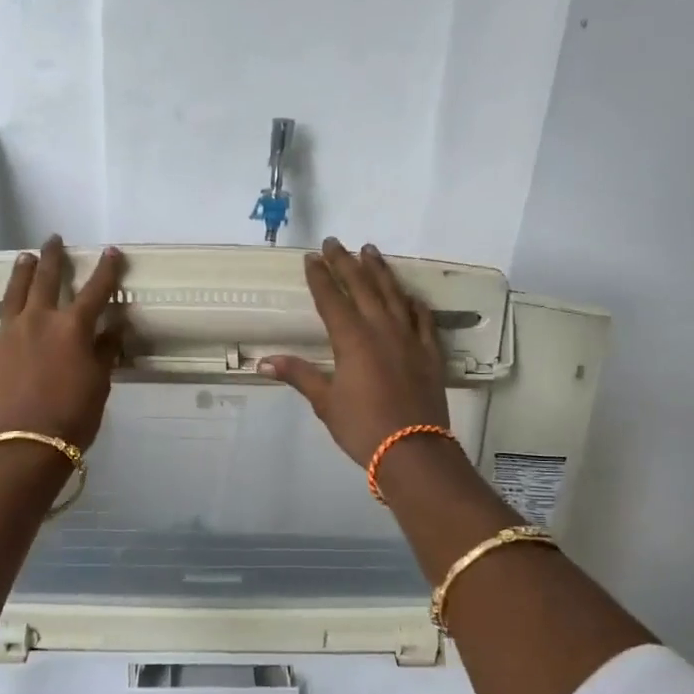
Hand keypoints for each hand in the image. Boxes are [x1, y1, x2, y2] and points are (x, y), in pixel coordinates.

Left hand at [0, 238, 126, 446]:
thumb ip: (104, 352)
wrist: (24, 444)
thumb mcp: (99, 385)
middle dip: (51, 257)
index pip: (95, 290)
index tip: (112, 252)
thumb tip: (112, 329)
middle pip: (45, 280)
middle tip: (53, 239)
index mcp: (72, 327)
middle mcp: (38, 321)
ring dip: (20, 275)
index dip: (105, 270)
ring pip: (12, 296)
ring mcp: (6, 335)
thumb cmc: (72, 416)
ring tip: (24, 258)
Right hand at [261, 238, 448, 465]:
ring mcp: (409, 338)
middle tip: (335, 242)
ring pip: (393, 294)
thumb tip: (264, 362)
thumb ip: (299, 375)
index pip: (331, 298)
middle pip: (362, 287)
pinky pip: (422, 317)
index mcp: (351, 339)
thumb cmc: (362, 427)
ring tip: (370, 250)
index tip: (311, 257)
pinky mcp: (430, 352)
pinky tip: (408, 294)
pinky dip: (412, 301)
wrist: (413, 450)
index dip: (320, 276)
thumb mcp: (325, 402)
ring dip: (380, 271)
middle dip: (346, 262)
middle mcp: (381, 329)